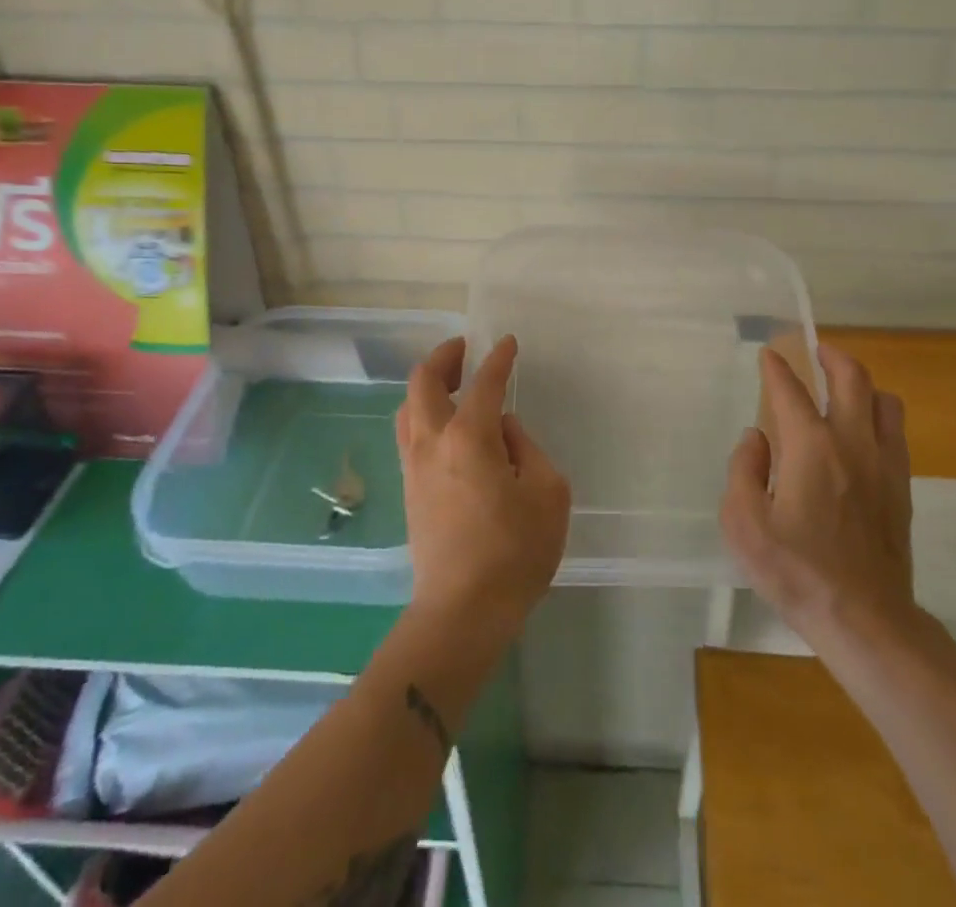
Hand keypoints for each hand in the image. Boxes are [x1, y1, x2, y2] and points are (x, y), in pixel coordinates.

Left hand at [396, 336, 570, 642]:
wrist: (462, 612)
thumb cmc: (514, 552)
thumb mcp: (547, 493)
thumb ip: (527, 449)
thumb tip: (503, 432)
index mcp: (470, 436)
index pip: (484, 383)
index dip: (498, 359)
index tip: (506, 342)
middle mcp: (433, 442)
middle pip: (423, 383)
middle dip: (444, 357)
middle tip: (465, 350)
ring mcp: (415, 466)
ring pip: (408, 408)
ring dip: (428, 386)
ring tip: (453, 384)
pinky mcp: (409, 490)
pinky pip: (409, 434)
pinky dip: (423, 414)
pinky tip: (445, 426)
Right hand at [721, 345, 921, 650]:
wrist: (865, 620)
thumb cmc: (797, 572)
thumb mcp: (744, 524)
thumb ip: (743, 470)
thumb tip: (756, 438)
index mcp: (811, 447)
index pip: (791, 391)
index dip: (777, 368)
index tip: (769, 354)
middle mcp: (852, 443)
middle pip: (852, 378)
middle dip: (832, 356)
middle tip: (816, 350)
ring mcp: (884, 464)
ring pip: (884, 401)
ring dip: (863, 384)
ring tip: (843, 388)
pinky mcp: (901, 488)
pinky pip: (896, 433)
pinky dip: (880, 416)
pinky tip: (864, 431)